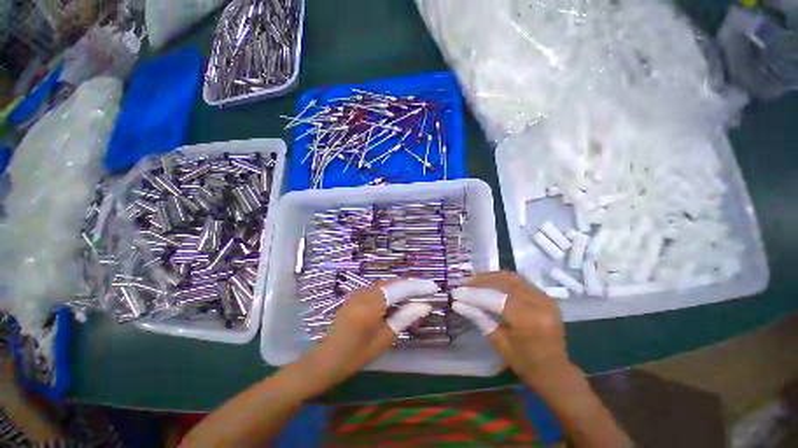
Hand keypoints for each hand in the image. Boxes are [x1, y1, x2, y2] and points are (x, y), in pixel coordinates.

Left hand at [298, 279, 437, 393]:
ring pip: (385, 285)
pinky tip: (398, 299)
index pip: (400, 288)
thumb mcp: (384, 338)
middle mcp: (365, 292)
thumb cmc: (356, 354)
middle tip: (427, 290)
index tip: (434, 287)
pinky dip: (391, 292)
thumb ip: (404, 318)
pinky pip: (377, 289)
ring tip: (416, 294)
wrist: (326, 359)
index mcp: (372, 303)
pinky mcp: (355, 297)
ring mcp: (358, 293)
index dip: (418, 286)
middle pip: (393, 283)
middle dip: (410, 285)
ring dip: (401, 288)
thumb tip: (425, 305)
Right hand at [451, 271, 570, 388]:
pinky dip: (502, 280)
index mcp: (528, 320)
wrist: (555, 371)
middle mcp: (539, 303)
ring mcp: (545, 298)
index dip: (473, 294)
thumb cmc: (525, 363)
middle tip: (463, 283)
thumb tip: (457, 303)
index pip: (494, 298)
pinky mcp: (546, 296)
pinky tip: (490, 282)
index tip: (456, 292)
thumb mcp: (498, 342)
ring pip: (511, 277)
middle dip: (480, 280)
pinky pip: (520, 281)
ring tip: (473, 280)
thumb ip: (479, 318)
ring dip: (490, 277)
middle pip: (503, 282)